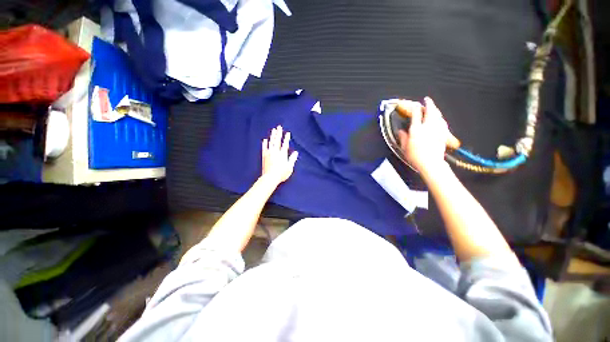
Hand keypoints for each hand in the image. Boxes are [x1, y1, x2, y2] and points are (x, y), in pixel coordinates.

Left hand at [261, 125, 298, 184]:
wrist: (270, 177)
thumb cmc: (281, 173)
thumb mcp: (290, 167)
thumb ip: (292, 159)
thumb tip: (296, 152)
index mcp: (282, 154)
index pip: (285, 144)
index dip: (286, 138)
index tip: (287, 133)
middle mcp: (275, 152)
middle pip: (277, 141)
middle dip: (279, 133)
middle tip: (279, 127)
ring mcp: (269, 153)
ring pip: (271, 142)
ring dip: (272, 136)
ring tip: (273, 130)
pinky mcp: (264, 156)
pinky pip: (264, 148)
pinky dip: (265, 143)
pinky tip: (265, 139)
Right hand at [398, 97, 450, 174]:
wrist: (431, 163)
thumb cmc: (415, 156)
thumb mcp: (404, 147)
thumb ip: (403, 137)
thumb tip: (400, 131)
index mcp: (416, 130)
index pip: (416, 114)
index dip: (415, 108)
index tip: (414, 105)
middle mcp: (428, 127)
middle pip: (430, 111)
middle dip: (429, 103)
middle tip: (427, 99)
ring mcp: (437, 130)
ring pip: (438, 115)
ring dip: (435, 109)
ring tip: (433, 107)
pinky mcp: (443, 134)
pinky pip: (442, 122)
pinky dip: (440, 118)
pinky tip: (440, 118)